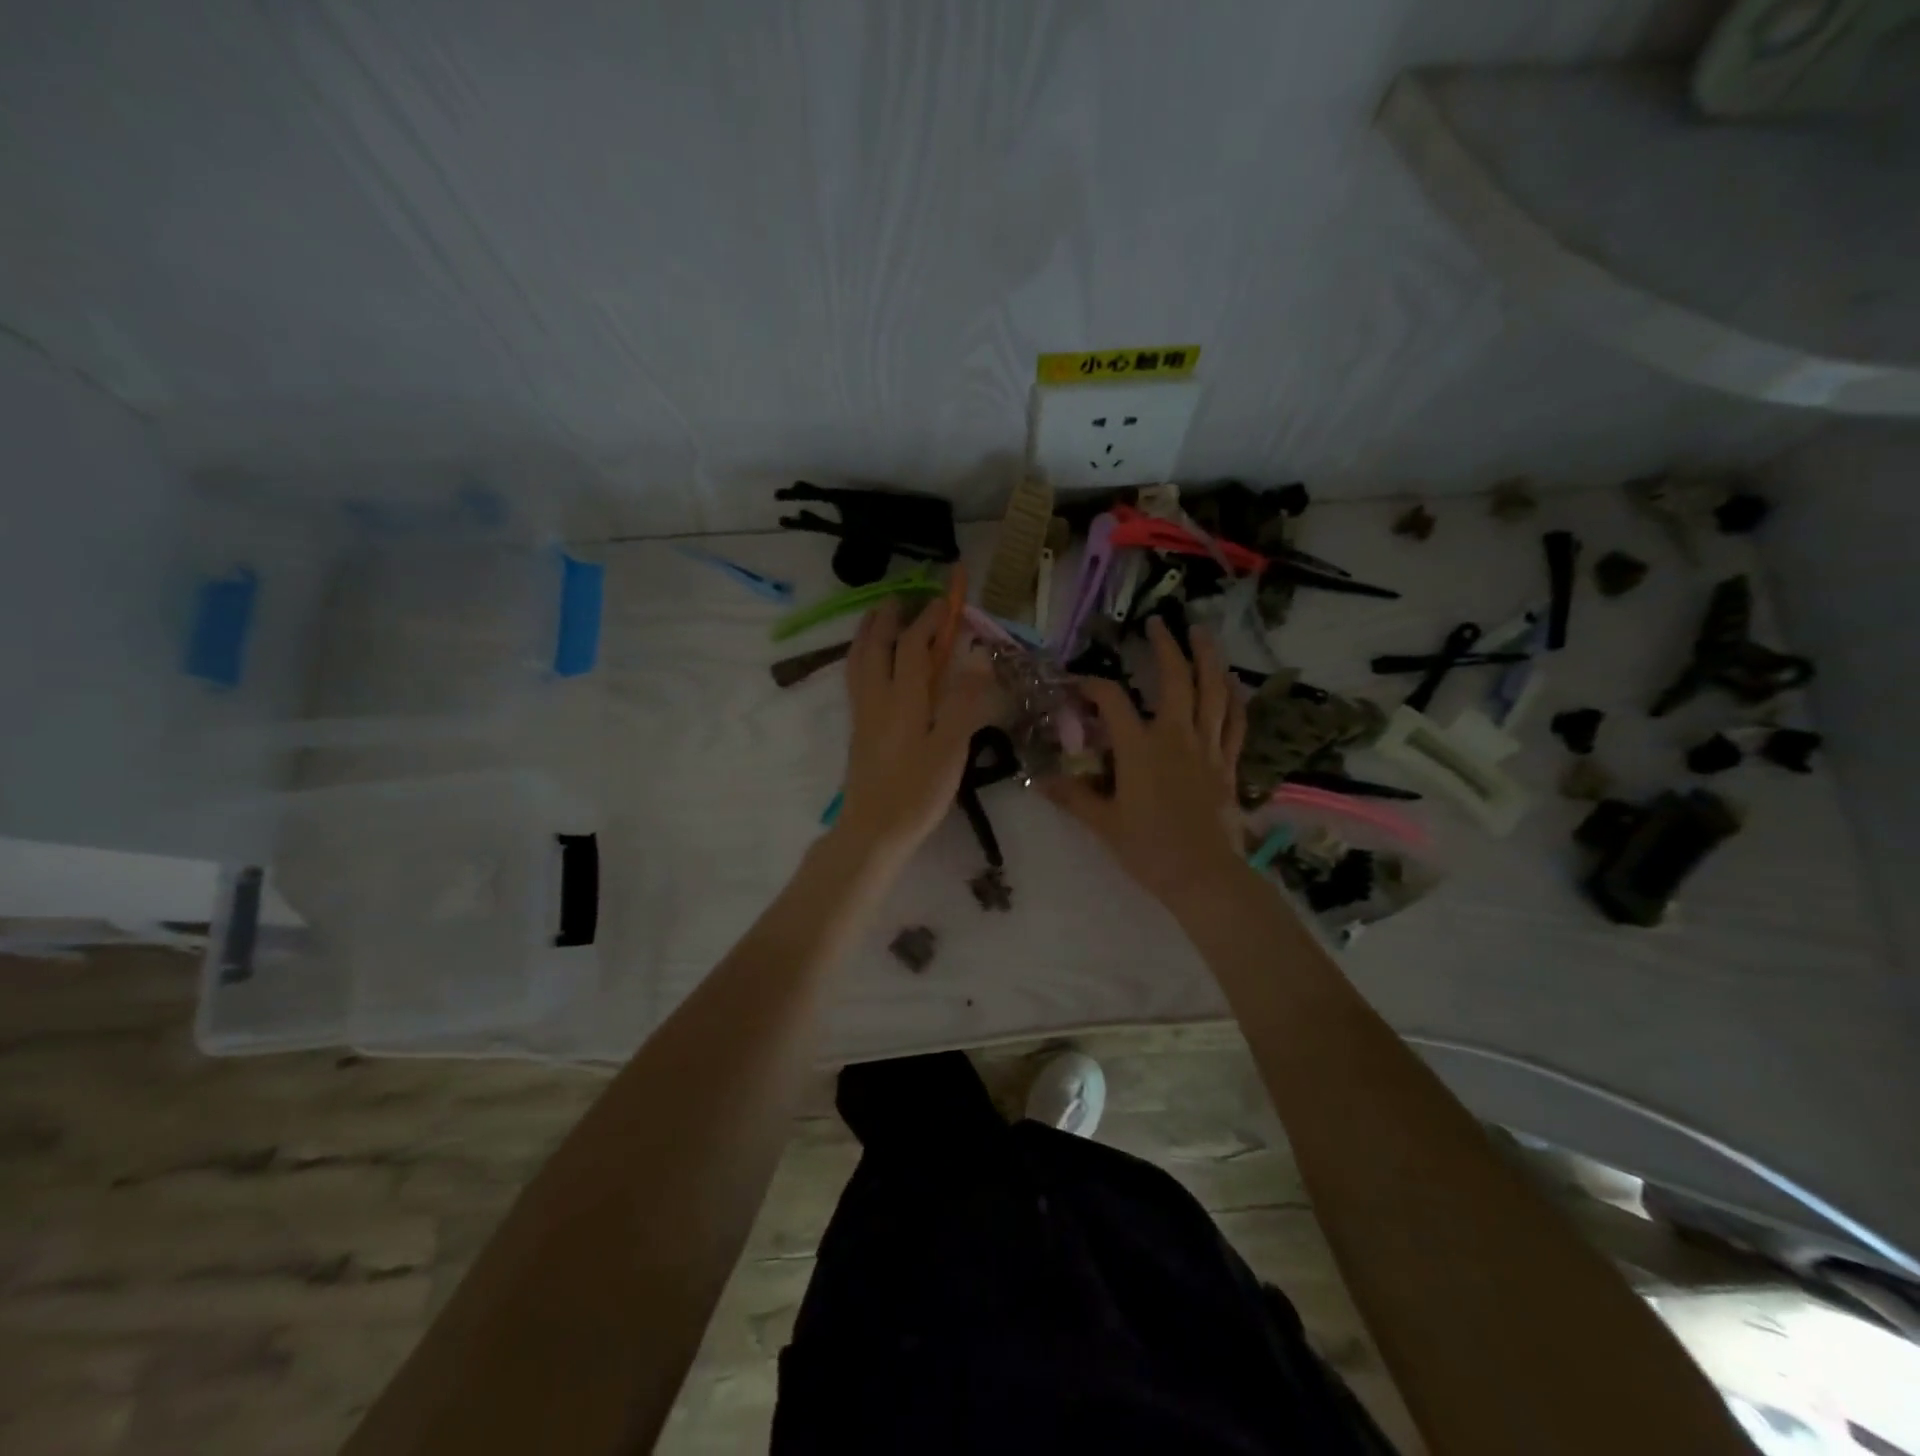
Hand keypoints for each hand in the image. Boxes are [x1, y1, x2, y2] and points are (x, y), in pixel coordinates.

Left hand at [833, 595, 995, 862]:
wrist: (873, 830)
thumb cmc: (916, 792)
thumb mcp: (950, 749)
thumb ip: (963, 701)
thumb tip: (976, 657)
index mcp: (903, 699)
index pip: (913, 645)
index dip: (930, 619)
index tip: (946, 601)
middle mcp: (877, 697)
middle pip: (876, 644)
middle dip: (889, 615)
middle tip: (902, 596)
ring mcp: (863, 713)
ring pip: (859, 659)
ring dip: (869, 631)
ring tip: (878, 616)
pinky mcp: (858, 729)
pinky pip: (855, 677)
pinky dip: (861, 655)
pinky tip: (870, 663)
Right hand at [1043, 618, 1247, 904]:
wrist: (1203, 875)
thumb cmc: (1148, 848)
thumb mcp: (1102, 823)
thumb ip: (1072, 796)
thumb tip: (1037, 780)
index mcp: (1139, 747)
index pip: (1111, 700)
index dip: (1090, 685)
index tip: (1076, 684)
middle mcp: (1175, 736)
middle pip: (1175, 679)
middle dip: (1166, 647)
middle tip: (1158, 623)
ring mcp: (1207, 747)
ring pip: (1213, 692)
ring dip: (1208, 658)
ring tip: (1202, 632)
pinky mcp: (1227, 764)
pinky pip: (1235, 723)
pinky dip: (1234, 700)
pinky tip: (1232, 684)